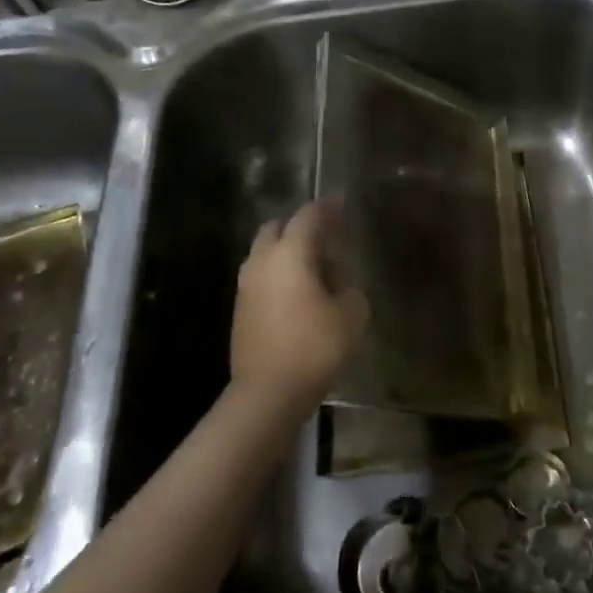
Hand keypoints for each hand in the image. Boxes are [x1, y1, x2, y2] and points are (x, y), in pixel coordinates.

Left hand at [231, 200, 368, 416]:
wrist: (267, 392)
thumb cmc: (314, 347)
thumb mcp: (352, 315)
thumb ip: (349, 289)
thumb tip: (340, 284)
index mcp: (291, 253)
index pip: (309, 216)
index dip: (328, 206)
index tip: (342, 200)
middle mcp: (263, 261)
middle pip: (277, 227)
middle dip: (299, 225)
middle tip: (325, 235)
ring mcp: (246, 285)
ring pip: (264, 252)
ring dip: (285, 250)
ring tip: (312, 265)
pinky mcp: (240, 309)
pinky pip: (260, 276)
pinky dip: (277, 273)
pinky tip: (297, 291)